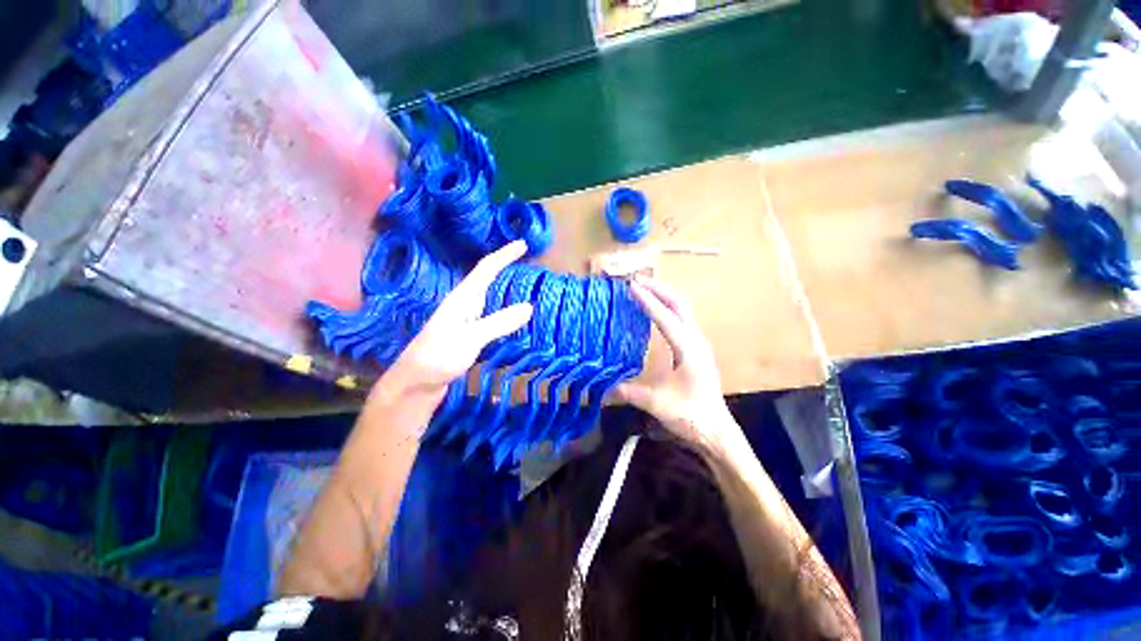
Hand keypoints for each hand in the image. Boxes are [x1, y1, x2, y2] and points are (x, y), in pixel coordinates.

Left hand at [380, 240, 533, 398]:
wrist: (415, 383)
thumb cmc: (438, 356)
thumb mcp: (471, 338)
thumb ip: (499, 322)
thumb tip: (529, 306)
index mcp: (462, 298)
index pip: (486, 269)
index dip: (504, 255)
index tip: (523, 244)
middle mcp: (463, 304)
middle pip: (486, 278)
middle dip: (505, 266)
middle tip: (528, 261)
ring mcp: (465, 319)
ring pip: (488, 294)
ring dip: (505, 285)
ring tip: (524, 282)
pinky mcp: (467, 334)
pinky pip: (490, 313)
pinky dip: (504, 308)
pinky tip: (511, 315)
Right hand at [617, 275, 735, 452]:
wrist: (716, 429)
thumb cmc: (690, 415)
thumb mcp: (657, 404)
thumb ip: (629, 393)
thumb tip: (601, 388)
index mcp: (688, 349)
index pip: (666, 318)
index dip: (648, 301)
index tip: (631, 286)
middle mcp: (695, 340)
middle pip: (679, 304)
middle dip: (658, 288)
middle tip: (635, 280)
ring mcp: (698, 342)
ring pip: (682, 308)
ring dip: (664, 294)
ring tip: (643, 288)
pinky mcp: (696, 347)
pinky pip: (682, 317)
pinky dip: (667, 306)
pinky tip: (654, 310)